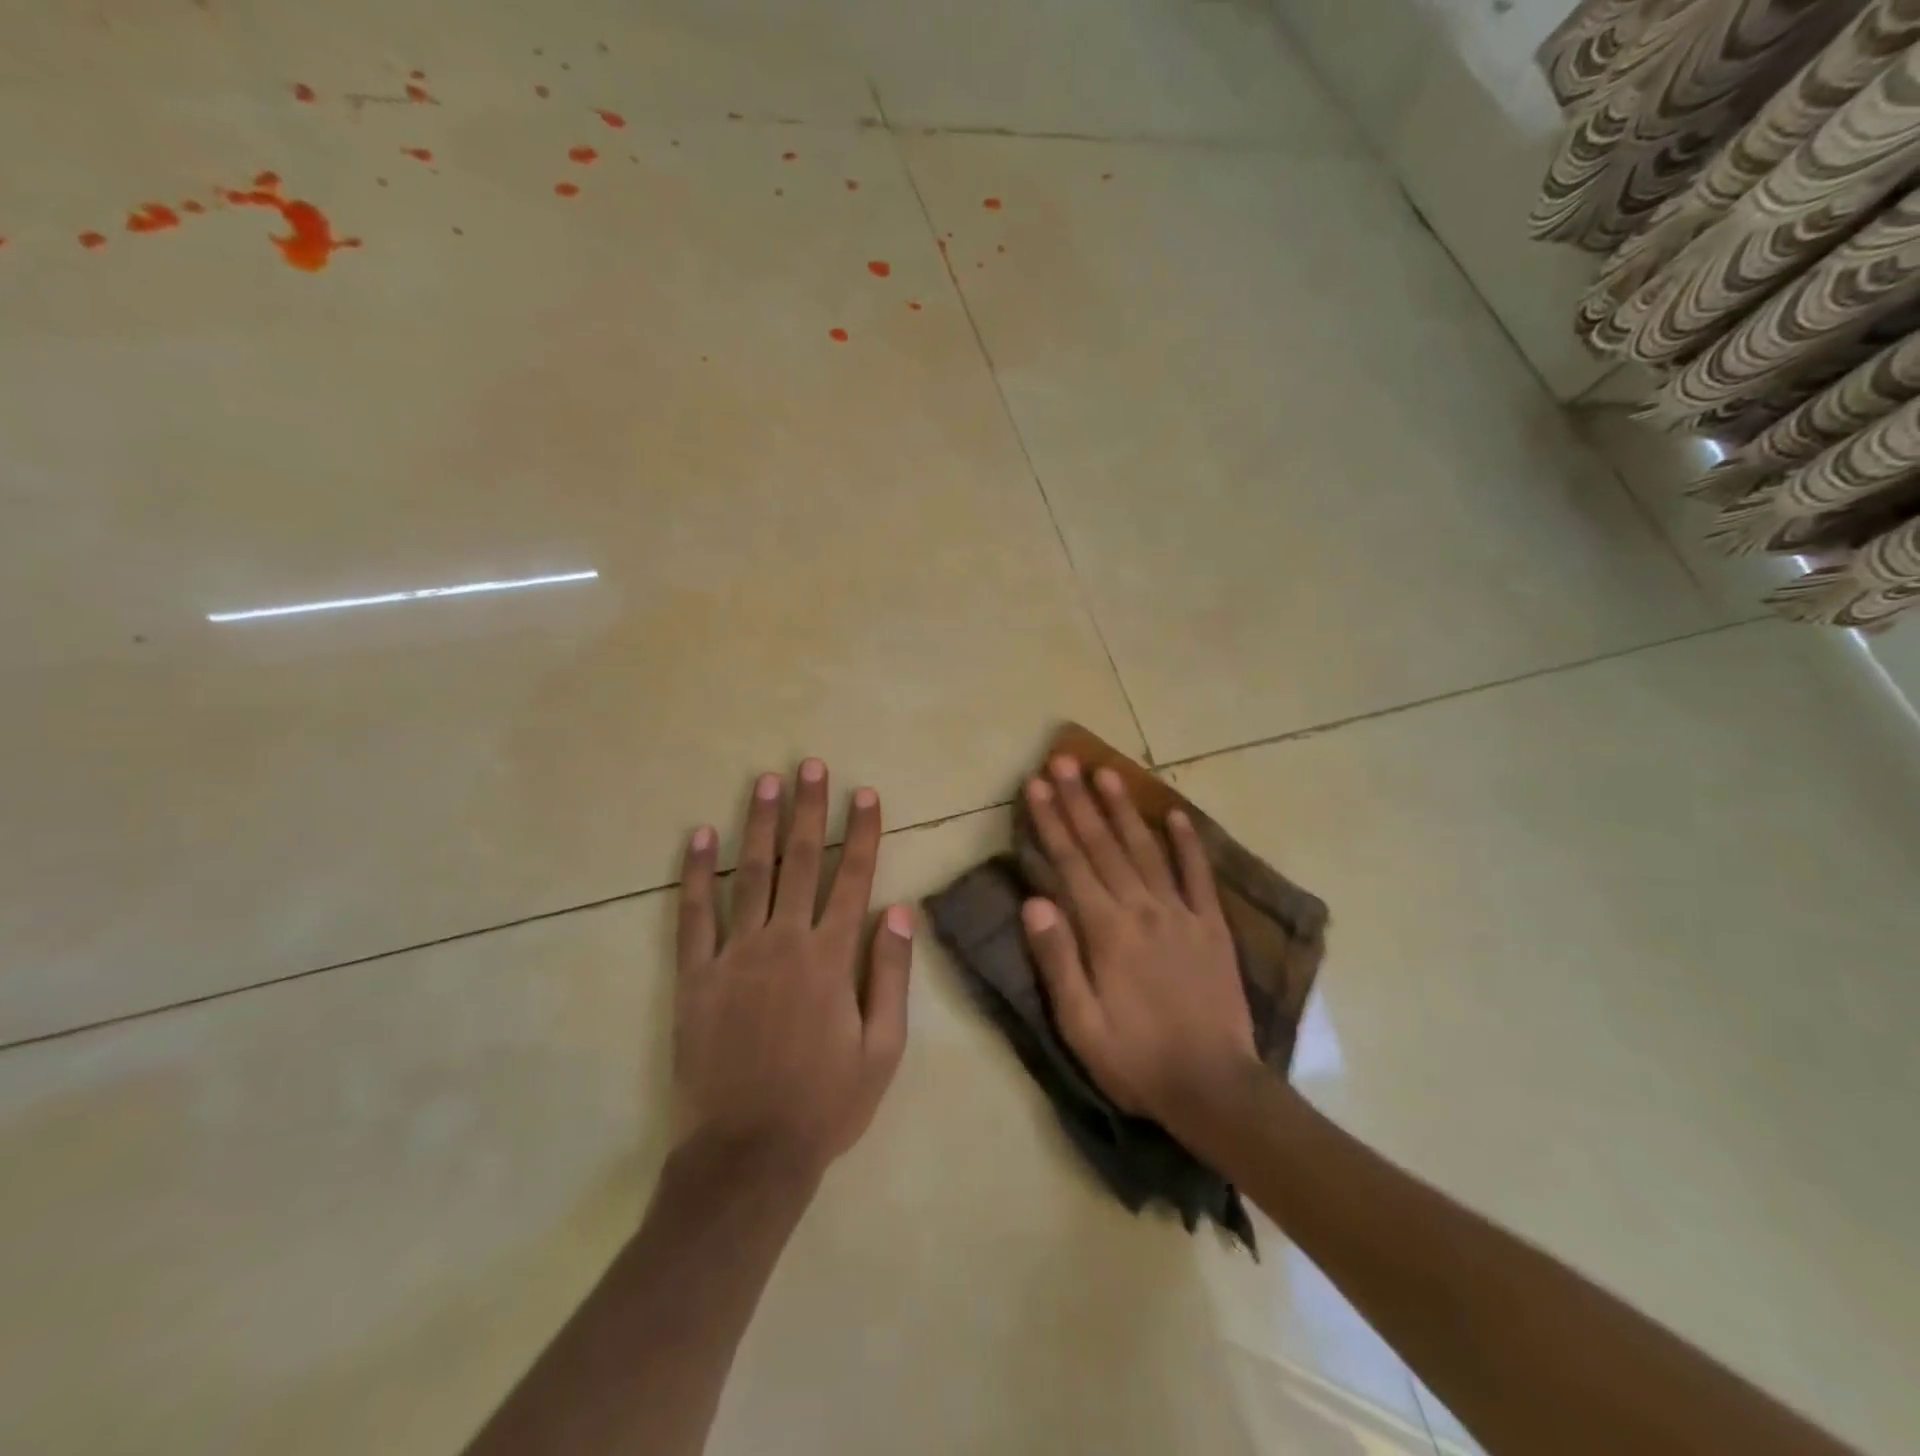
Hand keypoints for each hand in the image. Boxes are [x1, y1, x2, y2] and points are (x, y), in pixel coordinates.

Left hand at [673, 759, 913, 1183]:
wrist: (748, 1154)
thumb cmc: (826, 1103)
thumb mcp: (883, 1048)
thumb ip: (890, 974)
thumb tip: (899, 909)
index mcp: (830, 957)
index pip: (852, 878)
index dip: (862, 832)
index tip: (866, 794)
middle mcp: (783, 942)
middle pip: (801, 861)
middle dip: (809, 809)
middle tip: (811, 765)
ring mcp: (734, 955)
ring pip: (750, 874)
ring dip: (760, 824)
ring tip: (766, 781)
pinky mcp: (695, 976)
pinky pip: (693, 915)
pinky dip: (696, 873)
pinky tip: (700, 837)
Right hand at [1020, 755, 1259, 1133]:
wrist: (1215, 1087)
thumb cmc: (1136, 1060)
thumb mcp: (1080, 1024)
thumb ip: (1057, 960)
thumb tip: (1033, 902)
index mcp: (1106, 931)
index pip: (1070, 863)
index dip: (1051, 821)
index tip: (1037, 785)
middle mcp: (1142, 909)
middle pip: (1104, 845)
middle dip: (1080, 801)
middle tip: (1063, 760)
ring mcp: (1181, 913)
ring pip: (1146, 849)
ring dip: (1124, 809)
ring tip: (1107, 772)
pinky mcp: (1212, 926)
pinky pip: (1199, 875)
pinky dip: (1187, 843)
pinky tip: (1175, 814)